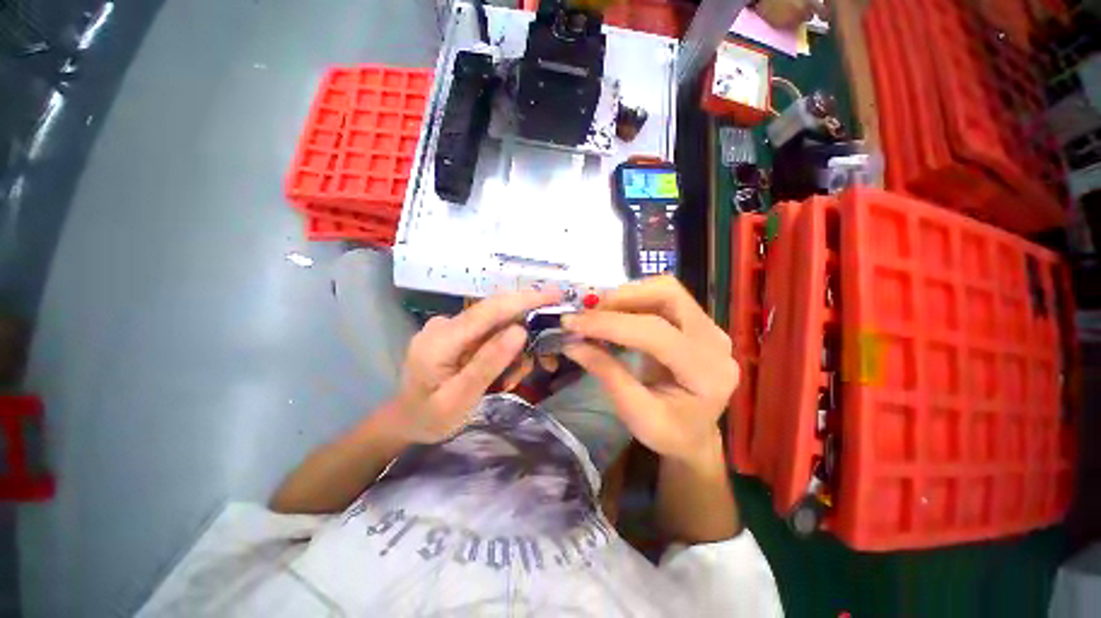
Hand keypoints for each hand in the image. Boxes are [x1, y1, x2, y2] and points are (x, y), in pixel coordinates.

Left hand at [395, 288, 560, 442]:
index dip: (524, 299)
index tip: (555, 294)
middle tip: (542, 358)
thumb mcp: (460, 399)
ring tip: (513, 378)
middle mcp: (445, 324)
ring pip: (497, 324)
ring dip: (515, 348)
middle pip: (496, 313)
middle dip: (526, 329)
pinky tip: (503, 372)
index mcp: (441, 339)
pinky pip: (489, 333)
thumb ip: (488, 363)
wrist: (407, 421)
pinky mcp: (456, 332)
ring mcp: (450, 326)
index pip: (489, 310)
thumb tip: (520, 330)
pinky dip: (504, 349)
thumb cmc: (431, 418)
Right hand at [562, 276, 738, 464]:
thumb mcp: (635, 413)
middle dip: (622, 297)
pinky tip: (614, 313)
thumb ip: (606, 373)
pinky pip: (664, 297)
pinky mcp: (697, 322)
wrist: (695, 436)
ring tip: (597, 312)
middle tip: (588, 312)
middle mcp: (715, 342)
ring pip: (666, 290)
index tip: (573, 323)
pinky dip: (633, 299)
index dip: (611, 324)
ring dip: (627, 295)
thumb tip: (571, 342)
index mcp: (707, 374)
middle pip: (669, 295)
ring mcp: (709, 328)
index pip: (656, 333)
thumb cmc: (669, 434)